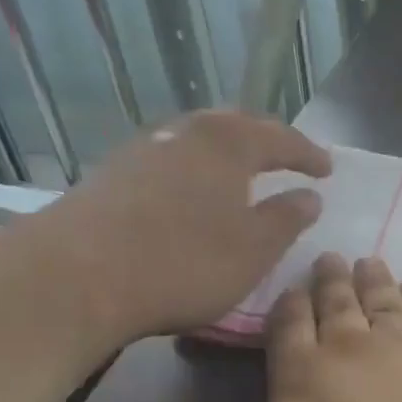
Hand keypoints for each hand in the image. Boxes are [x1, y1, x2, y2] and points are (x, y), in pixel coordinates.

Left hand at [38, 110, 330, 341]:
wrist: (75, 275)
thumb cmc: (184, 261)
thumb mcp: (254, 249)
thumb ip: (287, 218)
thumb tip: (310, 196)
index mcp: (229, 143)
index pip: (281, 138)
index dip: (308, 154)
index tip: (327, 169)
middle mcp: (186, 133)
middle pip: (235, 126)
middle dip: (265, 141)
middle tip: (285, 158)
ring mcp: (143, 149)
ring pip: (197, 140)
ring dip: (225, 154)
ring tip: (239, 174)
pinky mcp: (111, 174)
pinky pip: (169, 161)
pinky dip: (192, 171)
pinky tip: (188, 194)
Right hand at [195, 254, 401, 401]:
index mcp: (302, 378)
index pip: (288, 327)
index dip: (287, 305)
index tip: (290, 287)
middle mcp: (355, 350)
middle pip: (338, 304)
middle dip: (330, 280)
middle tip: (329, 257)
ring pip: (386, 301)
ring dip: (374, 280)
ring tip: (369, 261)